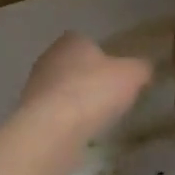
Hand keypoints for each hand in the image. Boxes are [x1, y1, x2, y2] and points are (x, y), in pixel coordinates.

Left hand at [19, 33, 152, 142]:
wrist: (52, 129)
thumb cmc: (93, 91)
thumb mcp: (132, 75)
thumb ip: (142, 68)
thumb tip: (145, 68)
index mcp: (71, 41)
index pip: (87, 42)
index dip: (103, 57)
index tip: (117, 74)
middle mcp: (48, 58)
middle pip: (73, 66)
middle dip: (89, 79)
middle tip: (110, 97)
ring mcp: (35, 87)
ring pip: (62, 90)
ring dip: (76, 101)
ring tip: (97, 119)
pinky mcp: (30, 114)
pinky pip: (54, 114)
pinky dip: (67, 121)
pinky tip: (80, 133)